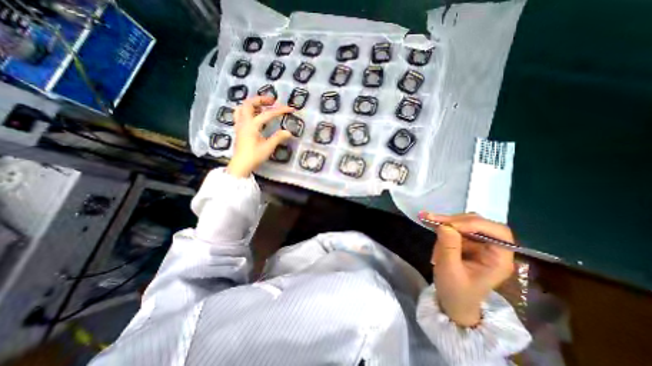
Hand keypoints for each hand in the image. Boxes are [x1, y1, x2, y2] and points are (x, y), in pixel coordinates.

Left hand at [228, 96, 292, 176]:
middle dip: (261, 100)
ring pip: (242, 107)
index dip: (280, 110)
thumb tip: (288, 132)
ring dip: (253, 104)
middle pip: (249, 103)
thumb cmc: (254, 156)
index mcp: (252, 125)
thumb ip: (278, 138)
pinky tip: (254, 115)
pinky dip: (247, 111)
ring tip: (263, 107)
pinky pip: (240, 114)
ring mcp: (239, 125)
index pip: (268, 114)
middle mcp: (244, 122)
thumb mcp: (268, 147)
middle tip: (272, 101)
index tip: (290, 109)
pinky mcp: (239, 129)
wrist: (241, 165)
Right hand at [421, 214, 516, 327]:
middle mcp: (492, 248)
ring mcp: (479, 245)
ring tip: (428, 221)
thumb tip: (445, 225)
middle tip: (432, 219)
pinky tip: (431, 224)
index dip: (475, 224)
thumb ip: (449, 247)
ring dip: (447, 222)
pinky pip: (456, 227)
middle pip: (479, 223)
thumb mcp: (449, 270)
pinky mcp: (467, 243)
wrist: (452, 302)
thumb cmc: (455, 291)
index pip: (498, 232)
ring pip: (466, 223)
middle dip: (455, 220)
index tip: (450, 225)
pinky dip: (443, 225)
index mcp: (499, 259)